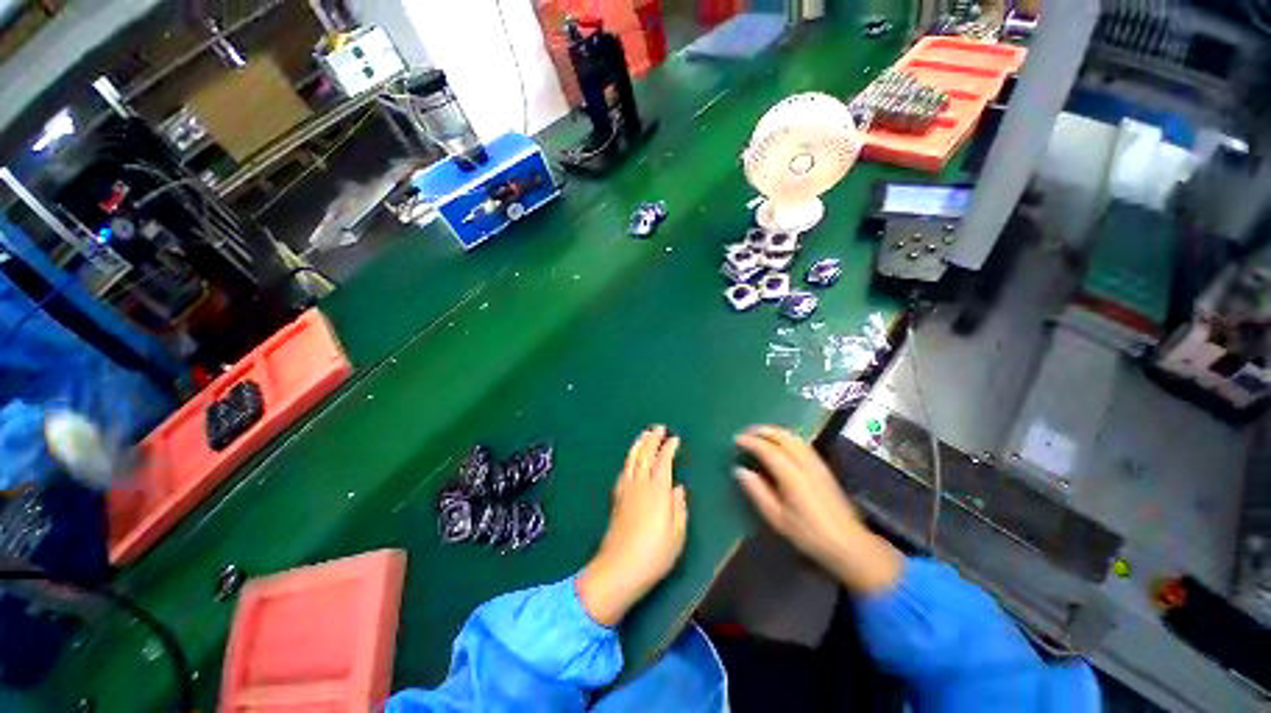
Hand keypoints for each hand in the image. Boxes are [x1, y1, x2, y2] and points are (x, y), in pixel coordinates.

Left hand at [578, 426, 687, 625]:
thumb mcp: (677, 534)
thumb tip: (678, 488)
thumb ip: (679, 507)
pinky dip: (629, 460)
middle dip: (652, 439)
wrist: (619, 569)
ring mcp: (626, 490)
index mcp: (658, 490)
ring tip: (644, 435)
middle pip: (645, 455)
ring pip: (632, 460)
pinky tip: (631, 460)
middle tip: (658, 428)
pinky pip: (623, 471)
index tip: (675, 438)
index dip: (669, 447)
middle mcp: (640, 484)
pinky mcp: (616, 498)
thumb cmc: (655, 554)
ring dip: (638, 445)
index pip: (663, 461)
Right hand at [735, 426, 901, 594]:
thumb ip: (757, 492)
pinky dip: (785, 436)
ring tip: (758, 434)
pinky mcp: (823, 466)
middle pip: (783, 437)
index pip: (768, 450)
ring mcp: (817, 463)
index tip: (736, 439)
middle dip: (762, 430)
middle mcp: (805, 464)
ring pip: (793, 437)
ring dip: (774, 431)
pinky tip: (779, 442)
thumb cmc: (809, 534)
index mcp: (792, 476)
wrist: (848, 543)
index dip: (751, 442)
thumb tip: (739, 470)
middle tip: (745, 432)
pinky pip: (801, 442)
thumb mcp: (777, 518)